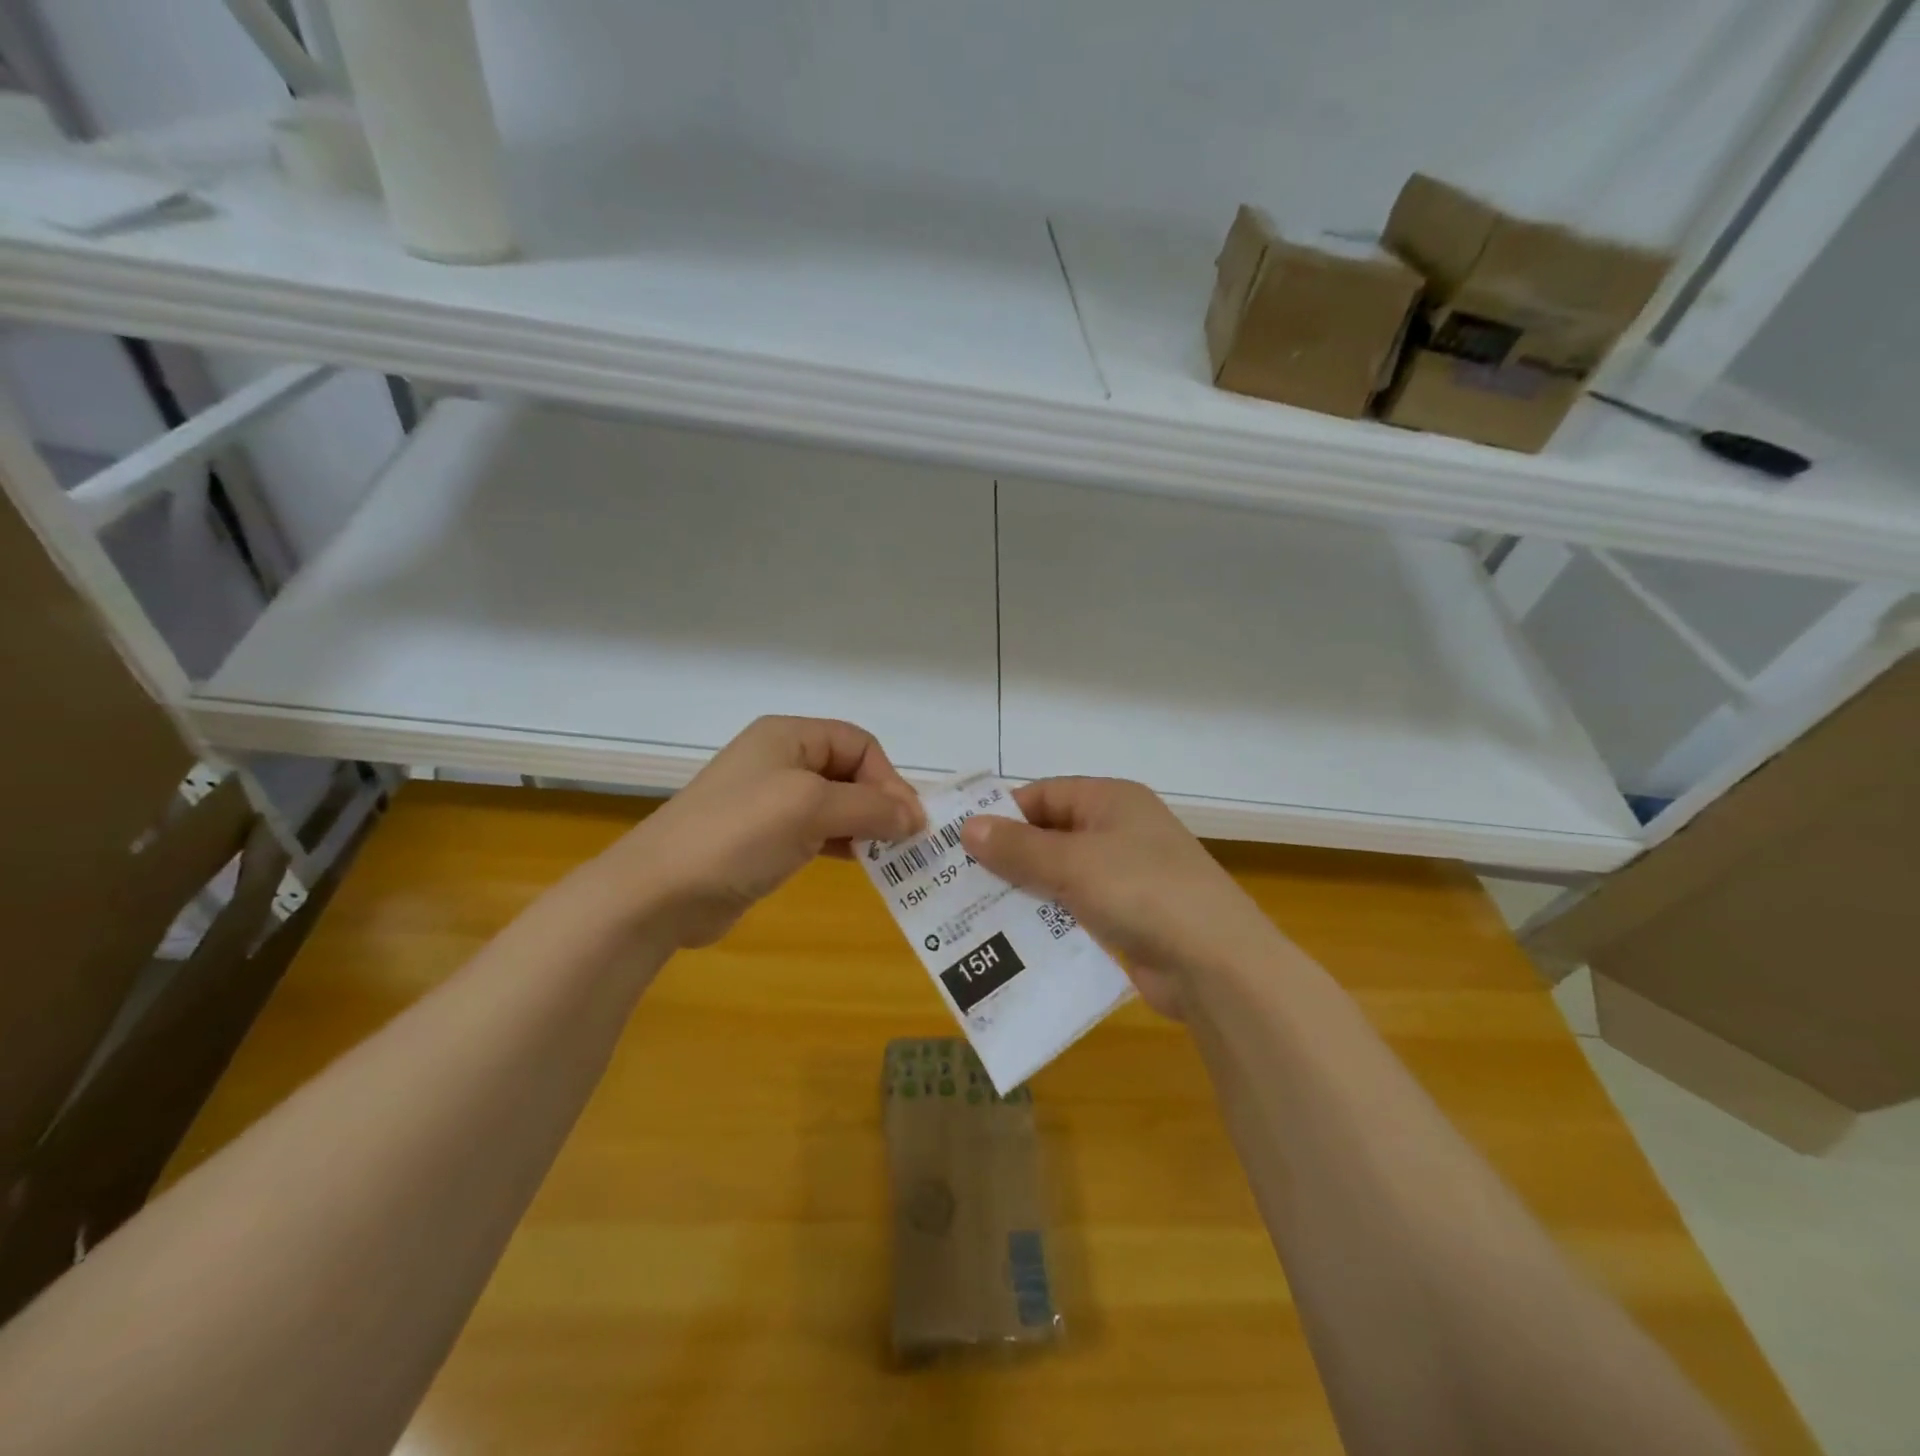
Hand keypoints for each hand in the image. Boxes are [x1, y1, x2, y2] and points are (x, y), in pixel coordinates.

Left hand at [596, 716, 923, 947]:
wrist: (659, 892)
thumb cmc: (739, 834)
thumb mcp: (812, 808)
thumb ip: (871, 807)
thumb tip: (916, 816)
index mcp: (788, 736)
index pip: (859, 743)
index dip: (888, 777)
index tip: (908, 820)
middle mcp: (781, 761)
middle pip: (850, 771)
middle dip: (881, 801)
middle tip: (906, 841)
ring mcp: (770, 801)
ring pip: (836, 804)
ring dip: (867, 826)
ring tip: (892, 856)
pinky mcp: (765, 839)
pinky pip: (818, 832)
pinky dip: (844, 844)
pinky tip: (862, 864)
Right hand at [959, 778, 1274, 1018]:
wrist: (1216, 964)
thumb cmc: (1142, 891)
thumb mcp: (1072, 864)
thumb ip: (1019, 848)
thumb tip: (968, 828)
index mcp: (1111, 800)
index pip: (1044, 795)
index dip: (1003, 815)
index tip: (960, 841)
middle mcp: (1119, 831)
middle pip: (1050, 836)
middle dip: (1008, 857)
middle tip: (958, 881)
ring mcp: (1126, 876)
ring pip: (1061, 876)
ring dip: (1025, 891)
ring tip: (974, 912)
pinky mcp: (1128, 917)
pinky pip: (1076, 909)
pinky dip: (1048, 919)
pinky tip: (1014, 939)